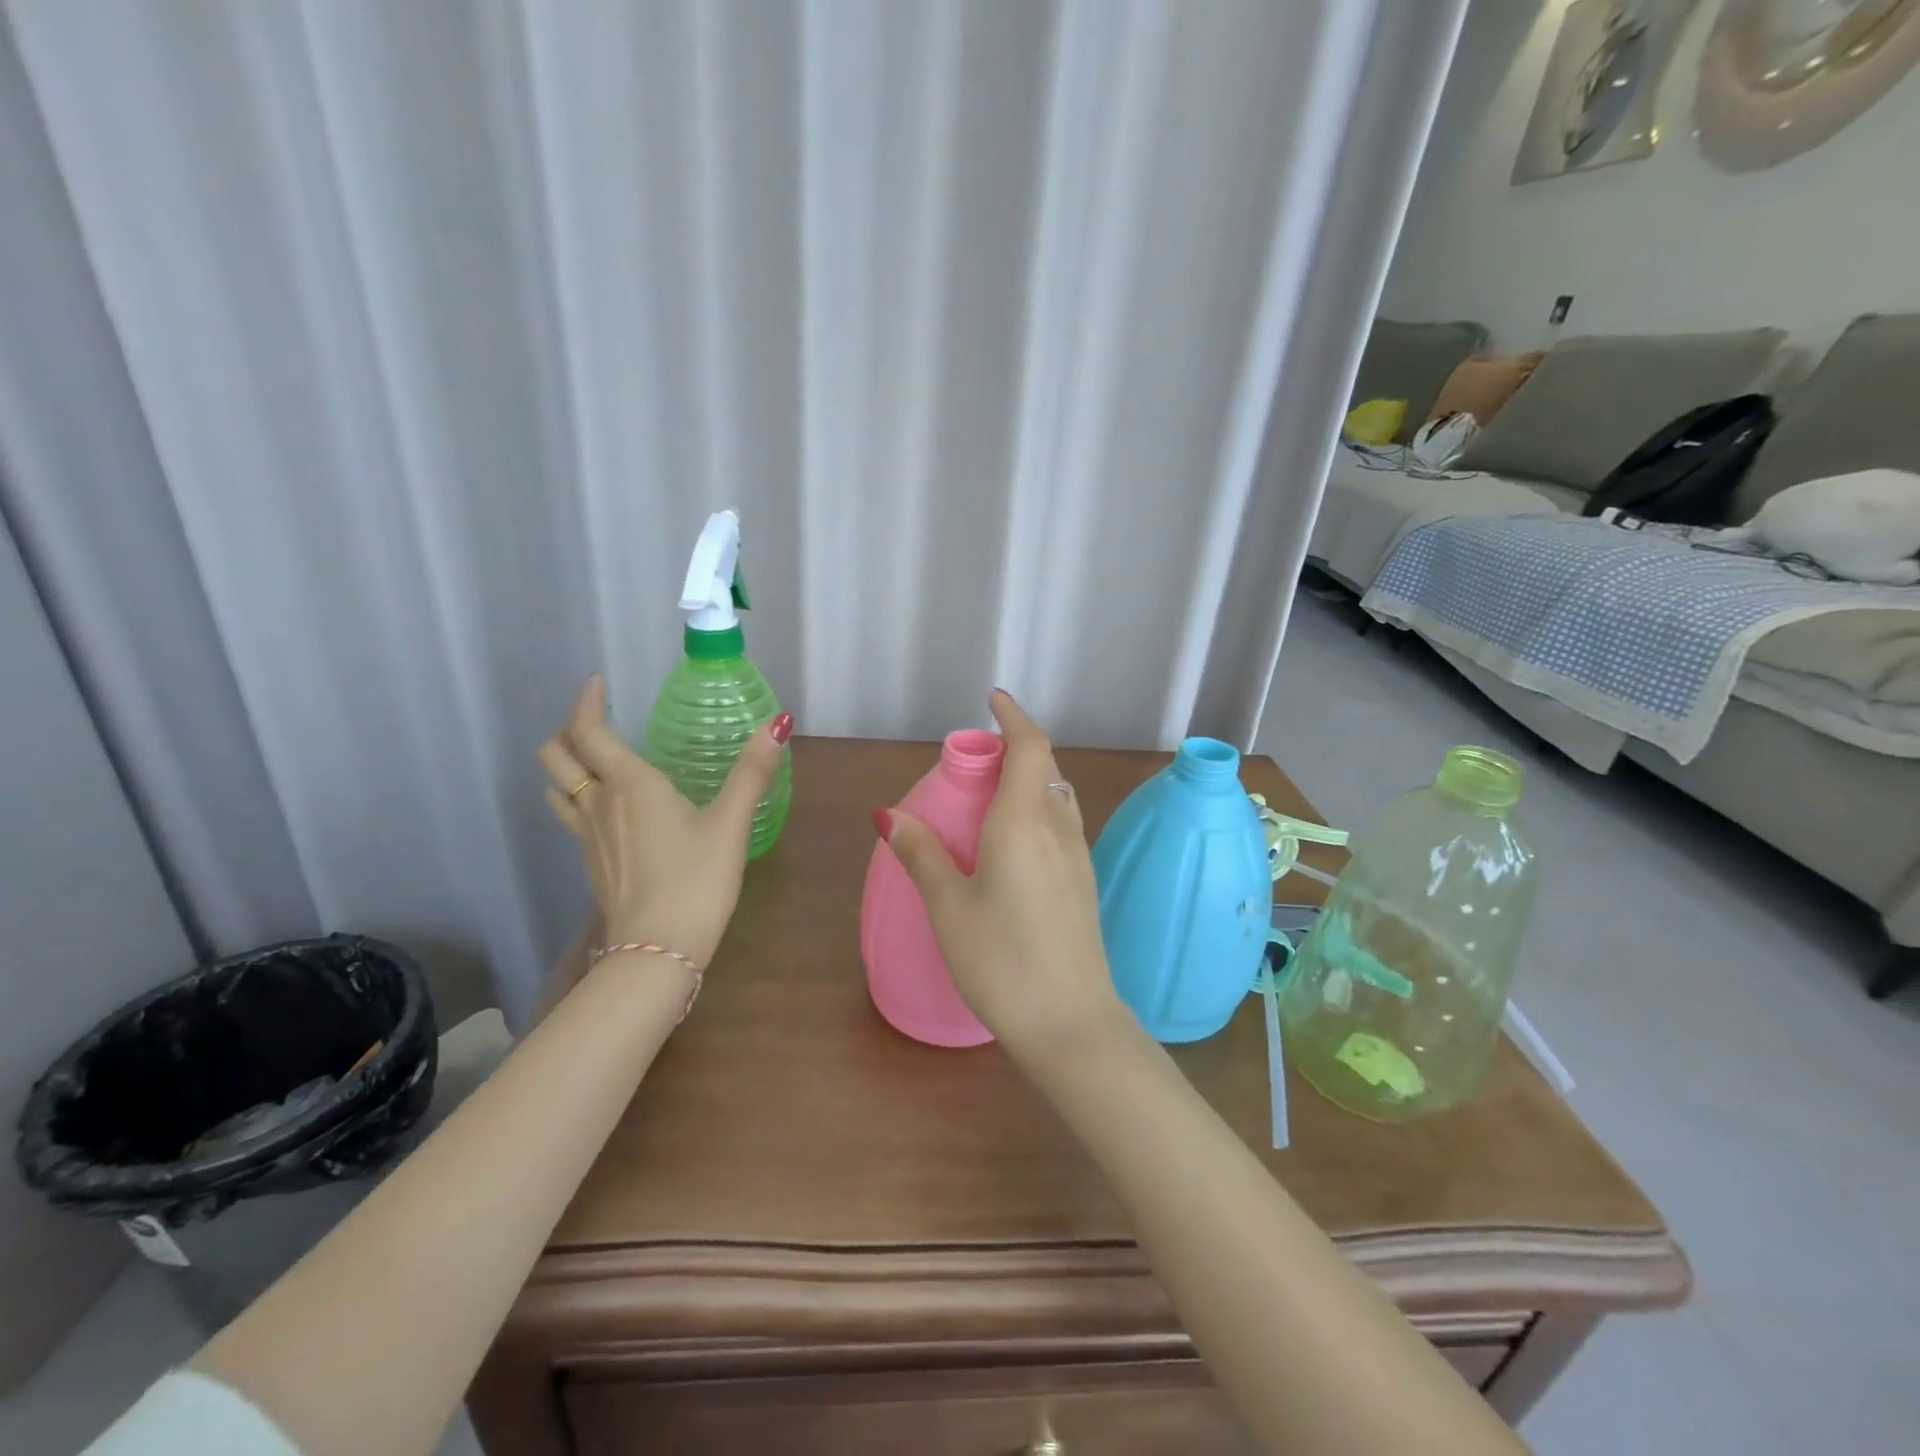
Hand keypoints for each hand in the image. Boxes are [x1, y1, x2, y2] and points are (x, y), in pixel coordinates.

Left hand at [539, 675, 790, 966]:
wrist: (657, 950)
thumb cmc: (696, 879)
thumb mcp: (731, 823)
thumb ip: (752, 772)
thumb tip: (778, 724)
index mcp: (628, 785)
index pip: (589, 730)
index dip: (588, 701)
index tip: (599, 682)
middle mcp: (598, 804)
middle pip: (556, 756)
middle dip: (568, 731)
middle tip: (599, 723)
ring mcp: (588, 837)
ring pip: (557, 788)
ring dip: (567, 765)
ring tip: (596, 761)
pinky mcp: (591, 864)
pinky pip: (571, 817)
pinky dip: (579, 798)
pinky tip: (612, 811)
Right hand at [878, 690, 1122, 1057]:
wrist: (1072, 1023)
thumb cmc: (1002, 960)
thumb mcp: (949, 906)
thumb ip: (922, 853)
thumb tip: (888, 813)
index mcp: (1024, 821)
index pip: (1030, 747)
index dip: (1014, 717)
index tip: (994, 699)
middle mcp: (1059, 828)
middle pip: (1045, 767)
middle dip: (1017, 747)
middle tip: (979, 756)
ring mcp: (1078, 856)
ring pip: (1058, 795)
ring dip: (1031, 779)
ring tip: (993, 793)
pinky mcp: (1085, 883)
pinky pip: (1062, 824)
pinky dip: (1039, 809)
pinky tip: (1014, 841)